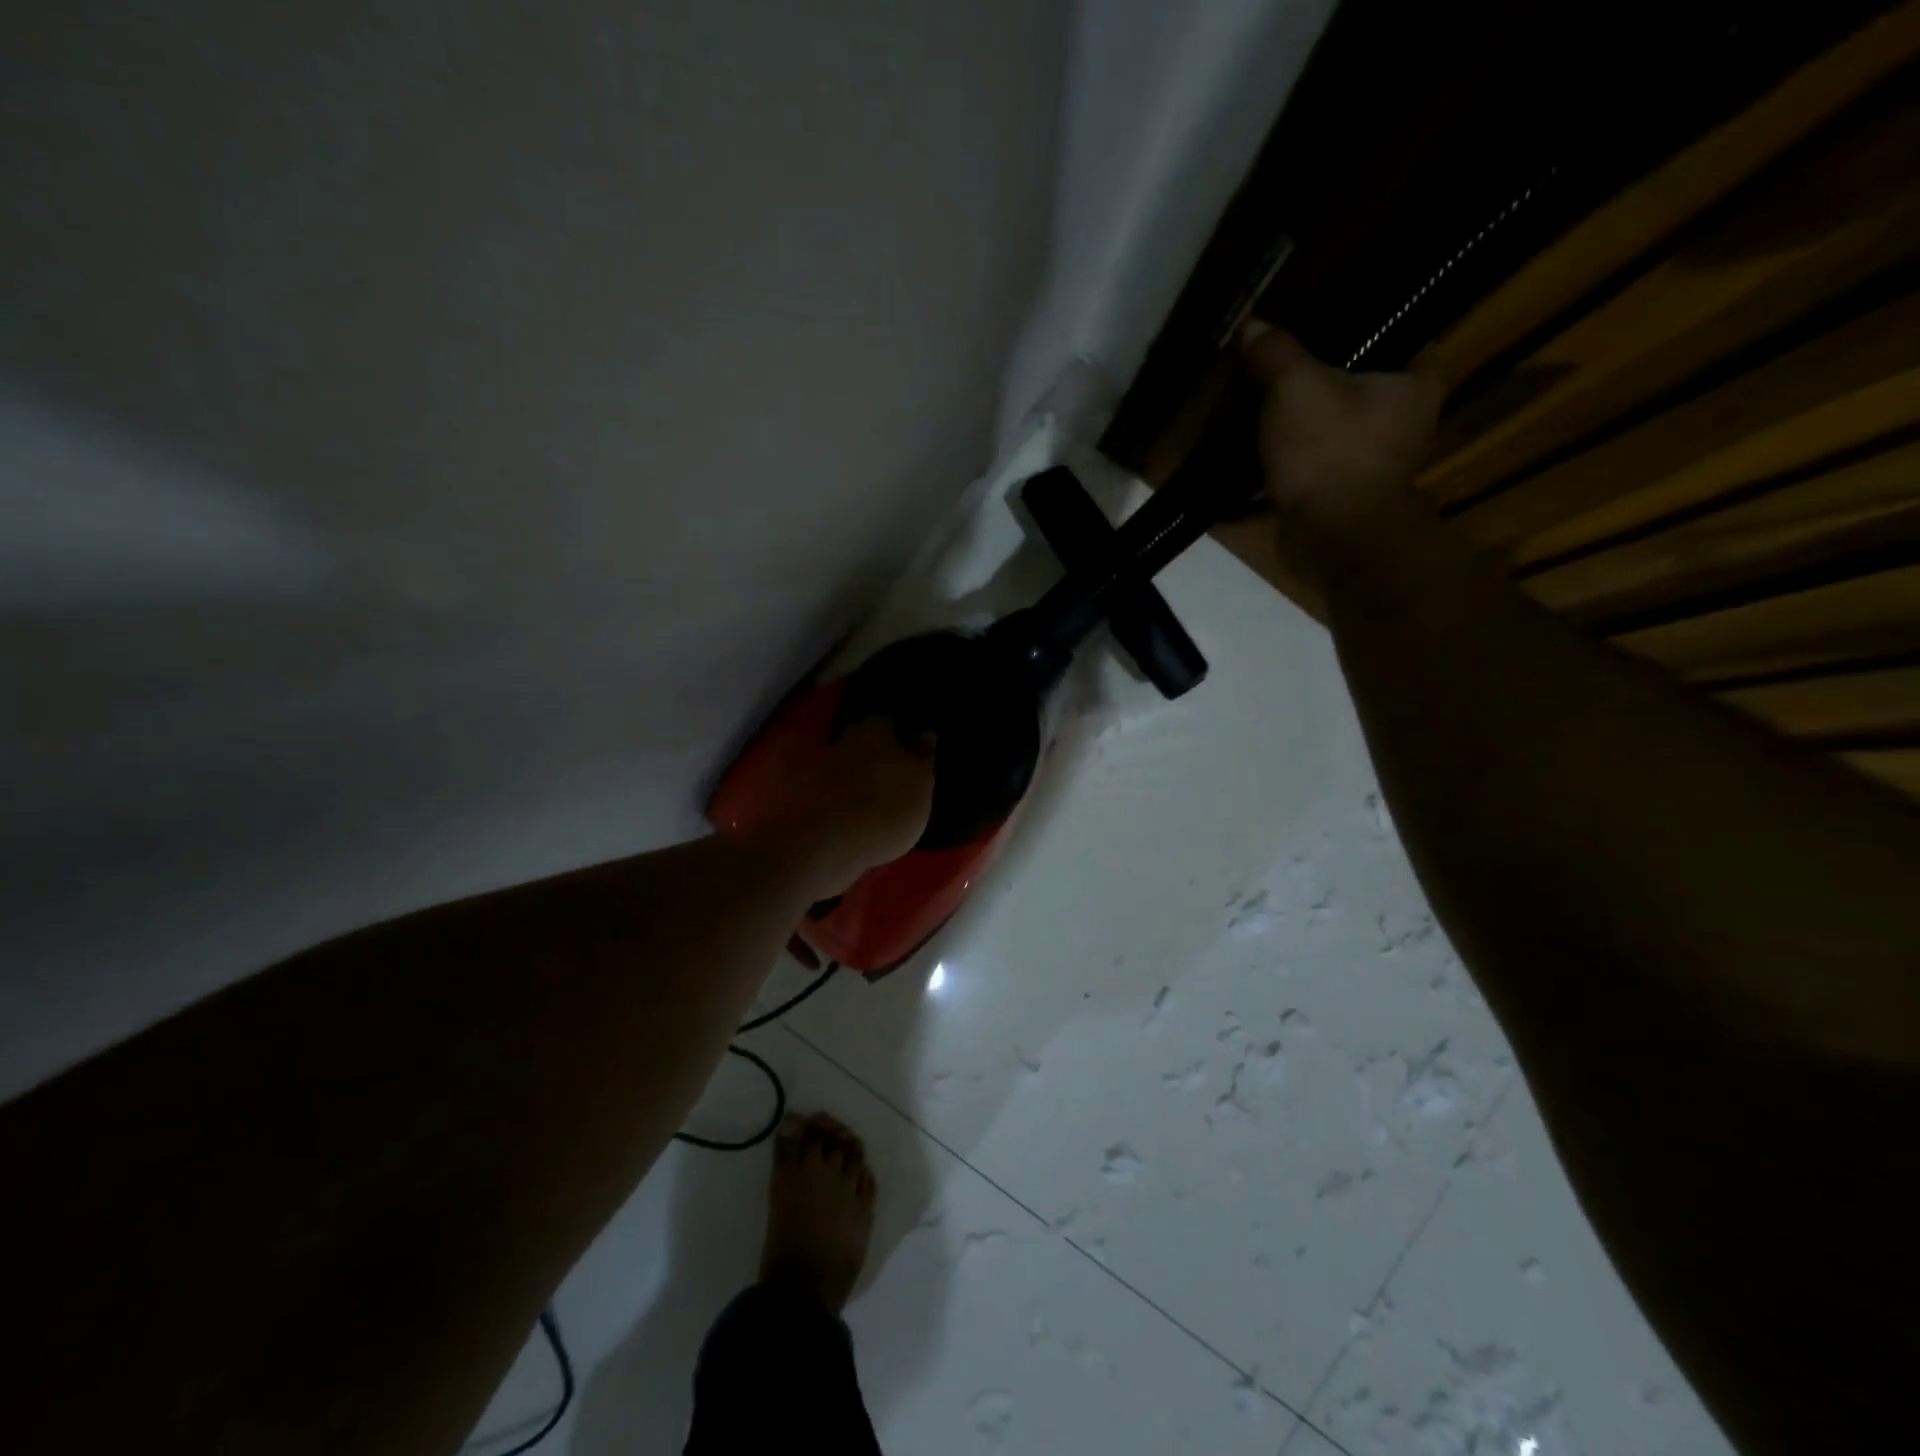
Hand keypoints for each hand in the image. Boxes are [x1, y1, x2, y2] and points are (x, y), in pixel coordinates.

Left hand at [734, 714, 935, 894]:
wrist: (822, 846)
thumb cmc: (884, 808)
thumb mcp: (921, 783)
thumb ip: (922, 756)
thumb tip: (925, 733)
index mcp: (873, 729)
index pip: (888, 719)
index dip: (899, 732)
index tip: (909, 747)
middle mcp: (841, 739)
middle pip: (861, 740)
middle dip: (874, 753)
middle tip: (892, 774)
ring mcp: (815, 768)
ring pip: (841, 764)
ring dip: (852, 777)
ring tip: (870, 800)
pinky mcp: (799, 796)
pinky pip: (824, 791)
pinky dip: (835, 799)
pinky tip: (847, 816)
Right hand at [1240, 324, 1443, 601]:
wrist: (1332, 538)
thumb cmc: (1330, 450)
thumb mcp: (1294, 387)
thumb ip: (1274, 353)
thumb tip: (1253, 327)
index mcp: (1414, 387)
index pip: (1412, 340)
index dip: (1380, 327)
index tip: (1342, 323)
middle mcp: (1403, 428)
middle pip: (1364, 393)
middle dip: (1326, 385)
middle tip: (1285, 368)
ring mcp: (1370, 473)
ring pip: (1331, 439)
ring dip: (1297, 435)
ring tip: (1256, 416)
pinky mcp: (1337, 507)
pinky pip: (1302, 481)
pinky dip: (1274, 478)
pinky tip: (1241, 470)